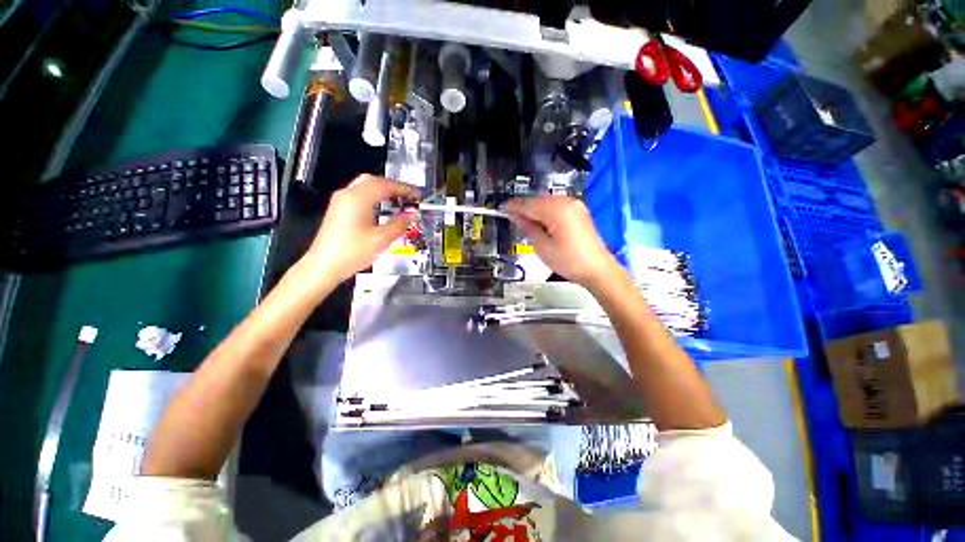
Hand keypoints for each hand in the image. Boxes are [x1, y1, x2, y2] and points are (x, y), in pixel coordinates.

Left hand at [302, 175, 419, 282]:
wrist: (324, 266)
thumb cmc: (350, 253)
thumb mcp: (381, 239)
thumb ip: (400, 224)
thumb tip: (413, 215)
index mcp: (357, 199)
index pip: (385, 185)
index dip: (404, 189)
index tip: (417, 195)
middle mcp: (347, 195)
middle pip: (374, 181)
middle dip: (394, 187)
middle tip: (409, 196)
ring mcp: (341, 201)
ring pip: (366, 186)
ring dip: (384, 191)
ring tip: (400, 201)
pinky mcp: (339, 209)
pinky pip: (359, 194)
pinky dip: (375, 196)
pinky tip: (383, 207)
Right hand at [507, 195, 621, 289]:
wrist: (597, 269)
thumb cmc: (568, 261)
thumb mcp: (542, 247)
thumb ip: (528, 228)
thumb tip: (515, 216)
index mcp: (556, 210)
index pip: (529, 204)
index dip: (513, 206)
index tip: (501, 209)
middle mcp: (566, 202)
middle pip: (538, 200)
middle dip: (524, 207)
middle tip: (511, 217)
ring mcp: (575, 205)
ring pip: (547, 202)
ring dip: (534, 210)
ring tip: (524, 222)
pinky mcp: (579, 211)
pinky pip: (557, 206)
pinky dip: (546, 212)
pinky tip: (540, 222)